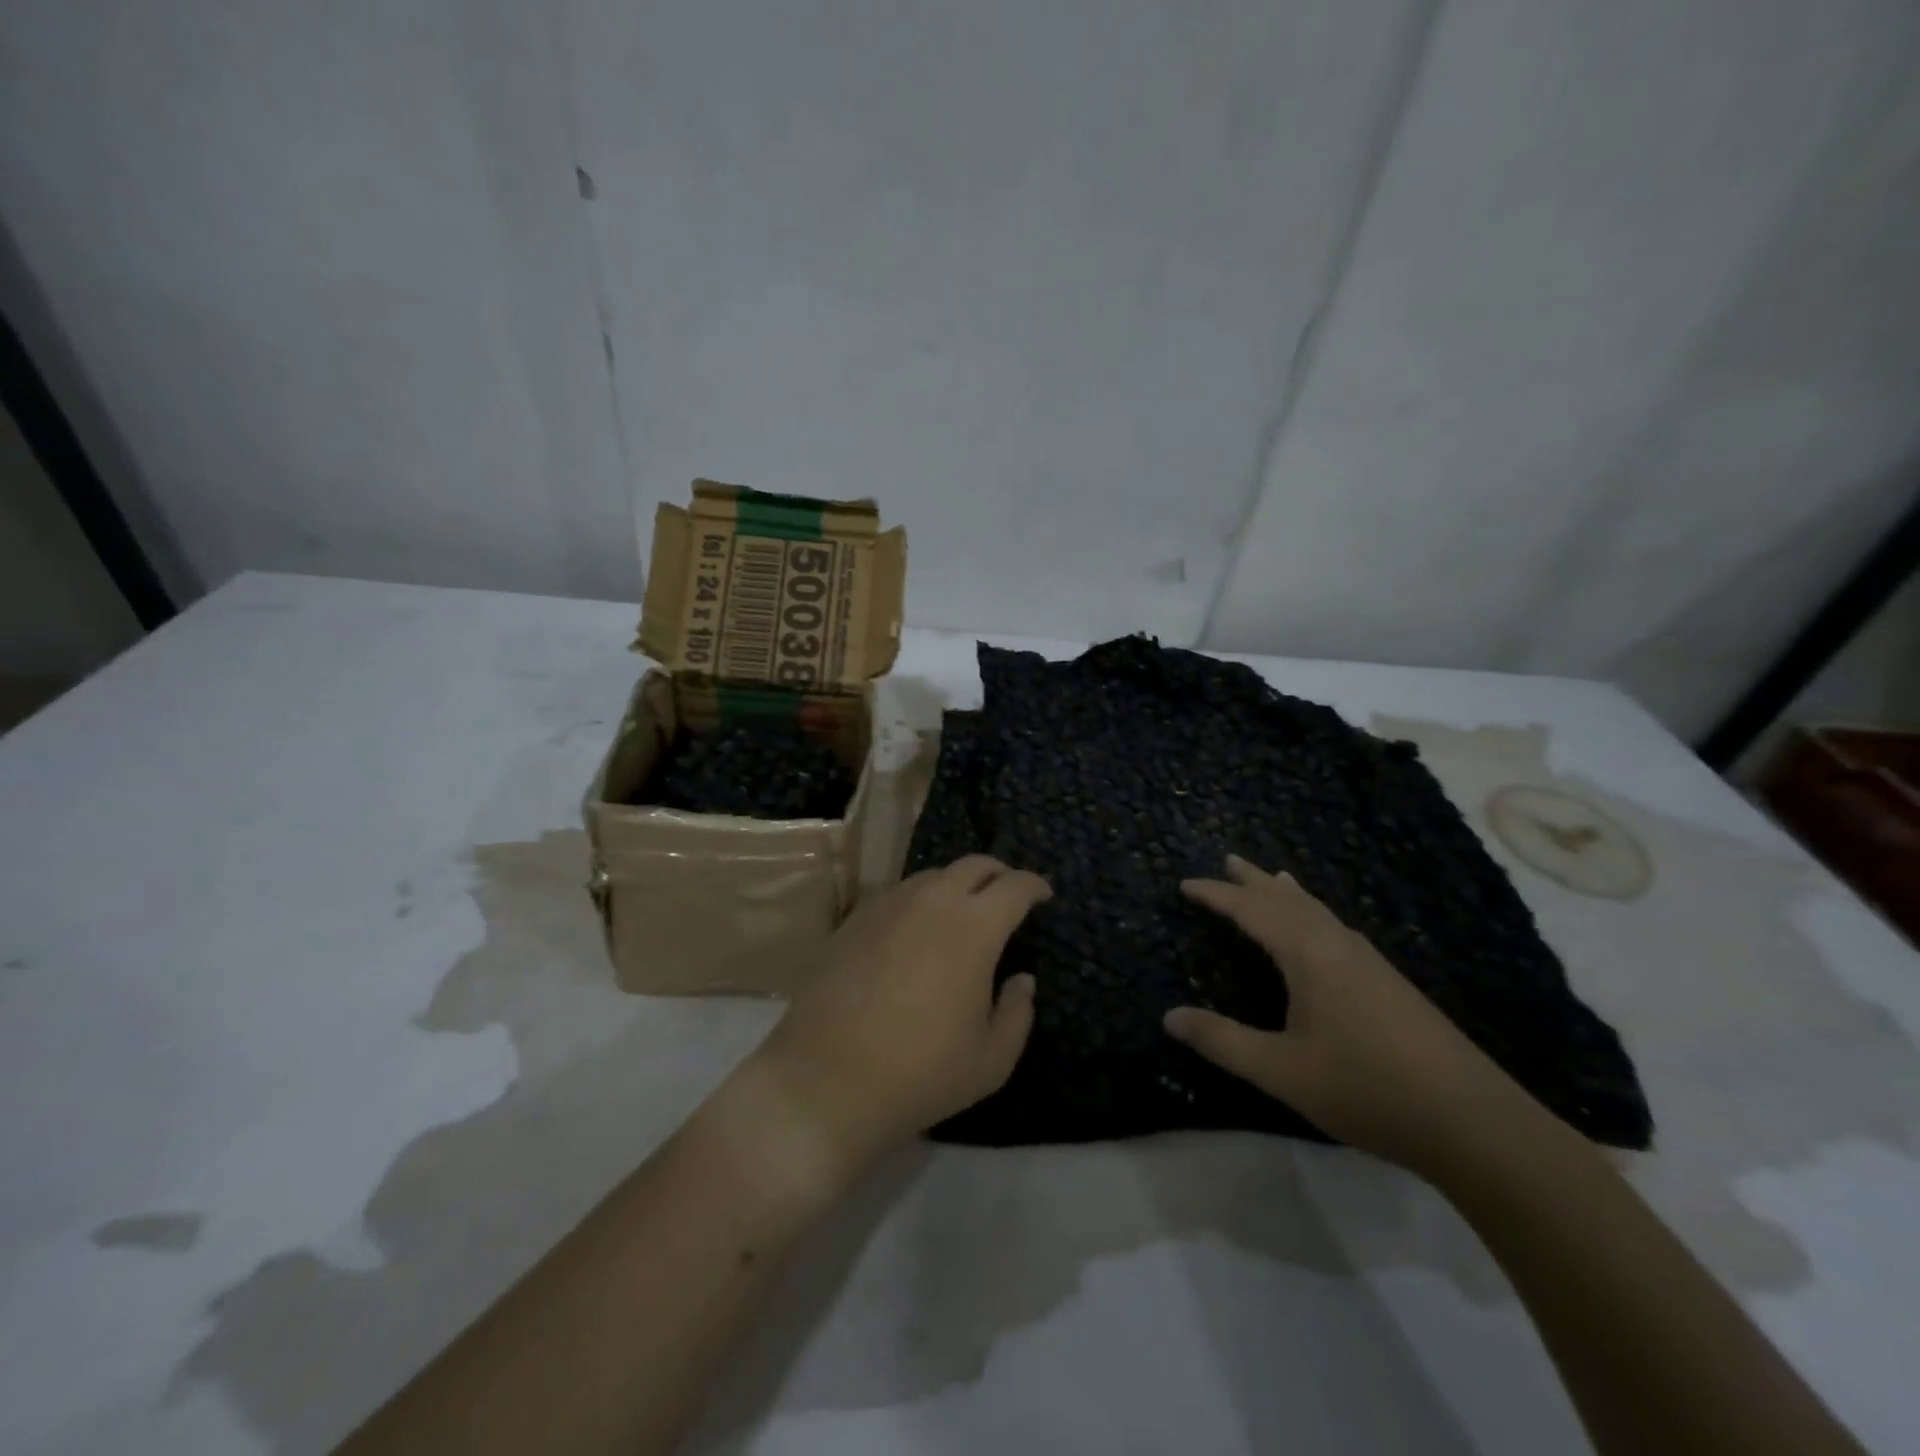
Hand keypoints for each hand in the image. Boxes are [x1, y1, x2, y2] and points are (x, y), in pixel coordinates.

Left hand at [739, 855, 1049, 1183]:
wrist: (826, 1080)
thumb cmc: (921, 1073)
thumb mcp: (991, 1061)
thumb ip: (1017, 1013)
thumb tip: (1022, 980)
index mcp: (974, 927)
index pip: (1015, 886)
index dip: (1035, 886)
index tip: (1043, 895)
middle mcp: (932, 901)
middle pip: (974, 865)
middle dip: (999, 874)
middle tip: (1007, 896)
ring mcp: (888, 905)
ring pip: (933, 875)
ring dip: (957, 885)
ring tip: (961, 914)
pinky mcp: (854, 919)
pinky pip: (898, 894)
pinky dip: (920, 901)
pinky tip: (915, 931)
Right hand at [1166, 855, 1541, 1176]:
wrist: (1473, 1121)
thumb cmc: (1366, 1089)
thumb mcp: (1281, 1070)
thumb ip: (1222, 1041)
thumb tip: (1169, 1016)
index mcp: (1308, 954)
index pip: (1252, 910)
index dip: (1216, 895)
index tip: (1185, 884)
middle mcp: (1337, 944)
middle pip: (1287, 899)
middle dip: (1253, 881)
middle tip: (1228, 859)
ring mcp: (1369, 961)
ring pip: (1318, 910)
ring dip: (1286, 893)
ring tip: (1271, 877)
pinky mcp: (1389, 981)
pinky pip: (1336, 926)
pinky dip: (1312, 913)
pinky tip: (1321, 930)